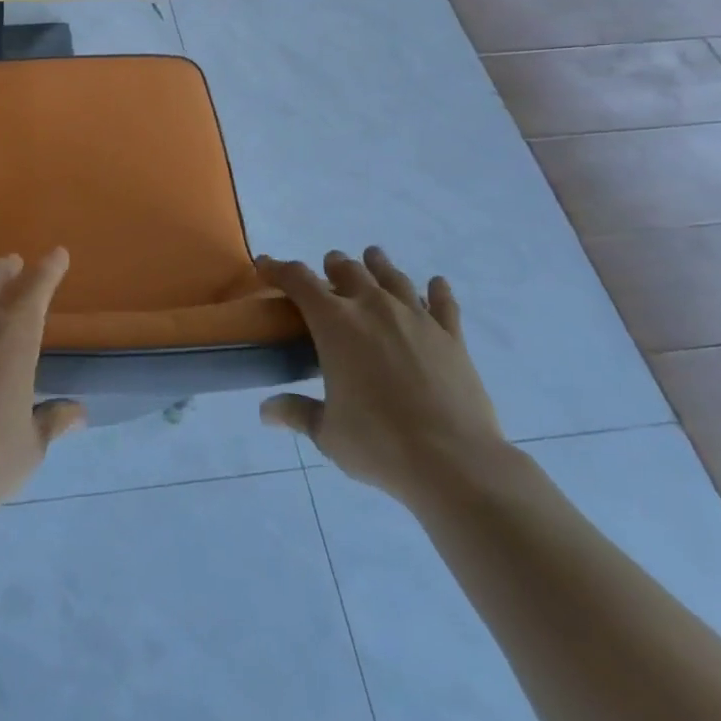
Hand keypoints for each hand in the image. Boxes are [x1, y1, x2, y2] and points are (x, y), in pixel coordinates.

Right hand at [259, 246, 504, 504]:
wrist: (455, 462)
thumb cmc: (379, 443)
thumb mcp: (327, 433)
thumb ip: (297, 413)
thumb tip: (266, 412)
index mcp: (334, 323)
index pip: (298, 280)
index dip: (278, 268)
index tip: (265, 264)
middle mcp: (372, 307)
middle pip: (348, 269)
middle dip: (332, 266)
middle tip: (326, 271)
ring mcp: (415, 318)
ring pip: (392, 276)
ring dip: (377, 265)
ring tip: (372, 259)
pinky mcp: (450, 336)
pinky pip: (443, 303)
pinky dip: (437, 291)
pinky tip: (436, 285)